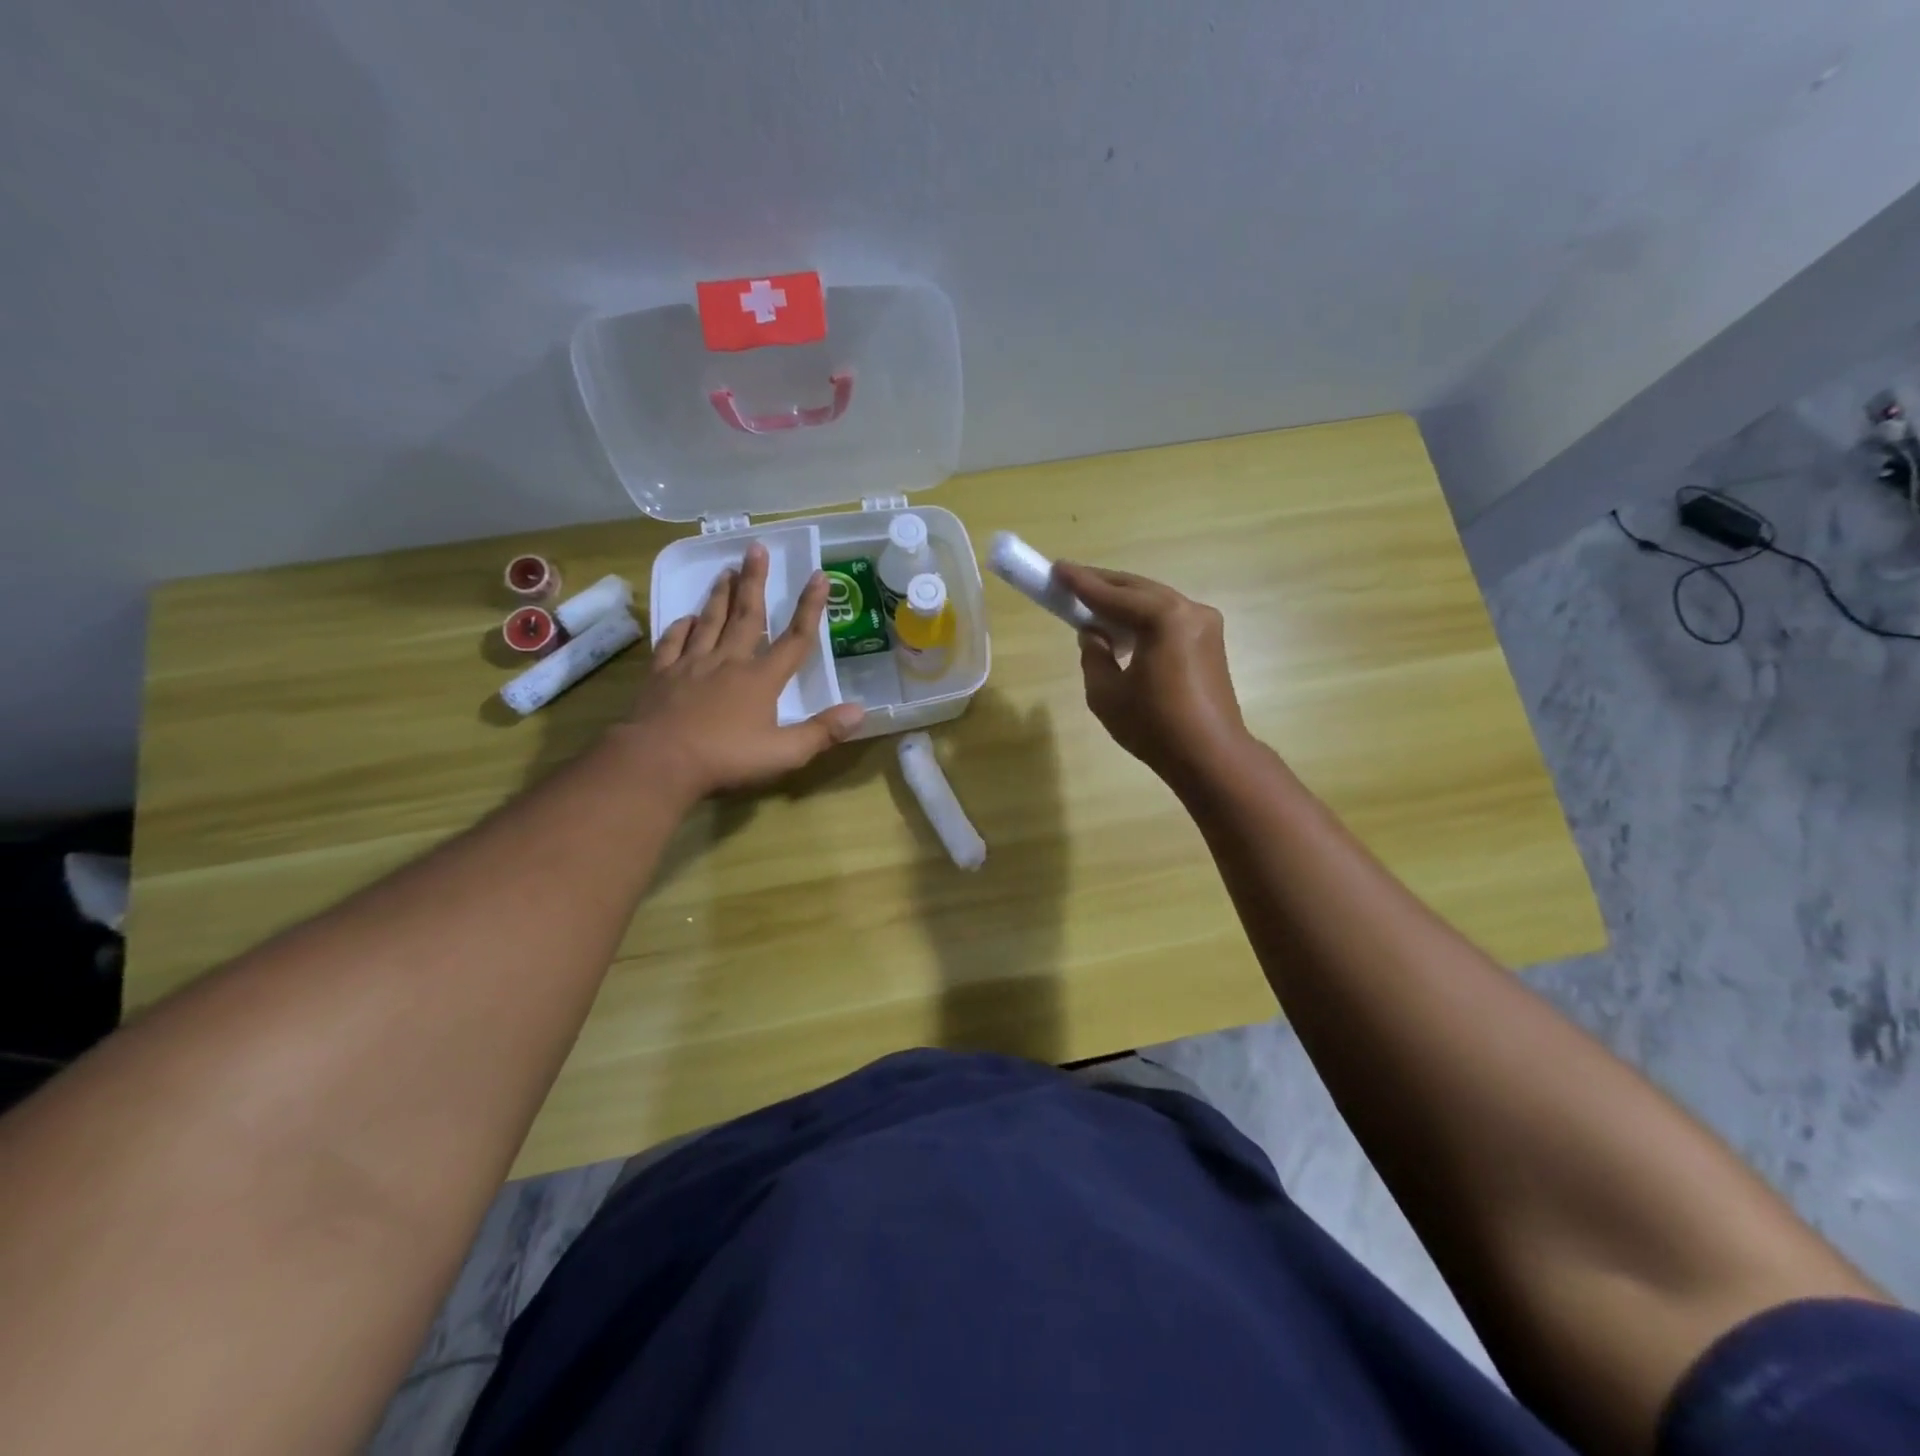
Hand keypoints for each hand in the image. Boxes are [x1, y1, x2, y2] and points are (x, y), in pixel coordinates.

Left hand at [621, 543, 864, 798]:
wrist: (659, 761)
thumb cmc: (726, 759)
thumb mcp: (784, 754)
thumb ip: (822, 732)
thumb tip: (860, 711)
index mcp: (761, 679)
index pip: (794, 639)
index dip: (810, 608)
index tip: (819, 575)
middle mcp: (729, 662)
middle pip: (747, 615)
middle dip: (754, 581)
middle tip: (756, 548)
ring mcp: (692, 665)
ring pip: (710, 621)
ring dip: (720, 595)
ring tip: (726, 570)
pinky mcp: (662, 675)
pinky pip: (673, 643)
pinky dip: (681, 627)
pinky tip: (686, 618)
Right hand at [1053, 562, 1251, 789]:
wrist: (1210, 756)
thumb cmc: (1154, 726)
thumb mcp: (1106, 692)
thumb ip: (1094, 655)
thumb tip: (1095, 634)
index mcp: (1165, 618)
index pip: (1113, 595)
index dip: (1081, 584)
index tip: (1056, 568)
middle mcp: (1190, 610)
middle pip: (1138, 590)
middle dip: (1103, 586)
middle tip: (1069, 580)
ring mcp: (1206, 625)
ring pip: (1155, 602)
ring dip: (1123, 601)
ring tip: (1092, 603)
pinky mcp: (1210, 642)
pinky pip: (1169, 618)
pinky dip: (1143, 617)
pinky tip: (1123, 628)